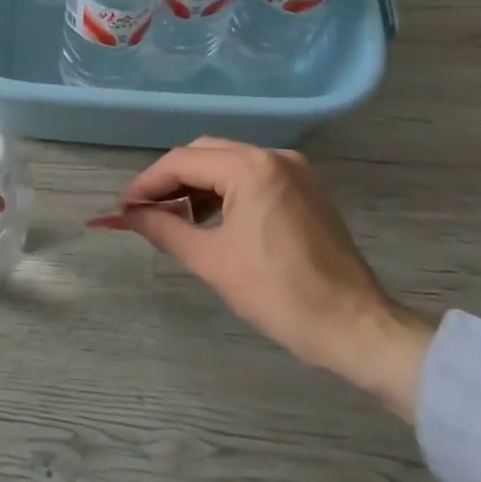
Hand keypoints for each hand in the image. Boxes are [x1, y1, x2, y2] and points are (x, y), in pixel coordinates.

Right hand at [111, 138, 435, 421]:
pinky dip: (224, 192)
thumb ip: (164, 229)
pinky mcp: (305, 189)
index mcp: (250, 167)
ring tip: (174, 220)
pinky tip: (210, 220)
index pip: (182, 162)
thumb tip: (128, 215)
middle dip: (170, 181)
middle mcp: (273, 156)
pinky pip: (252, 177)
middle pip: (204, 154)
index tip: (124, 209)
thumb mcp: (212, 262)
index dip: (147, 184)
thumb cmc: (280, 294)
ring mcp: (294, 170)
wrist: (356, 328)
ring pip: (228, 163)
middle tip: (145, 213)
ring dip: (197, 186)